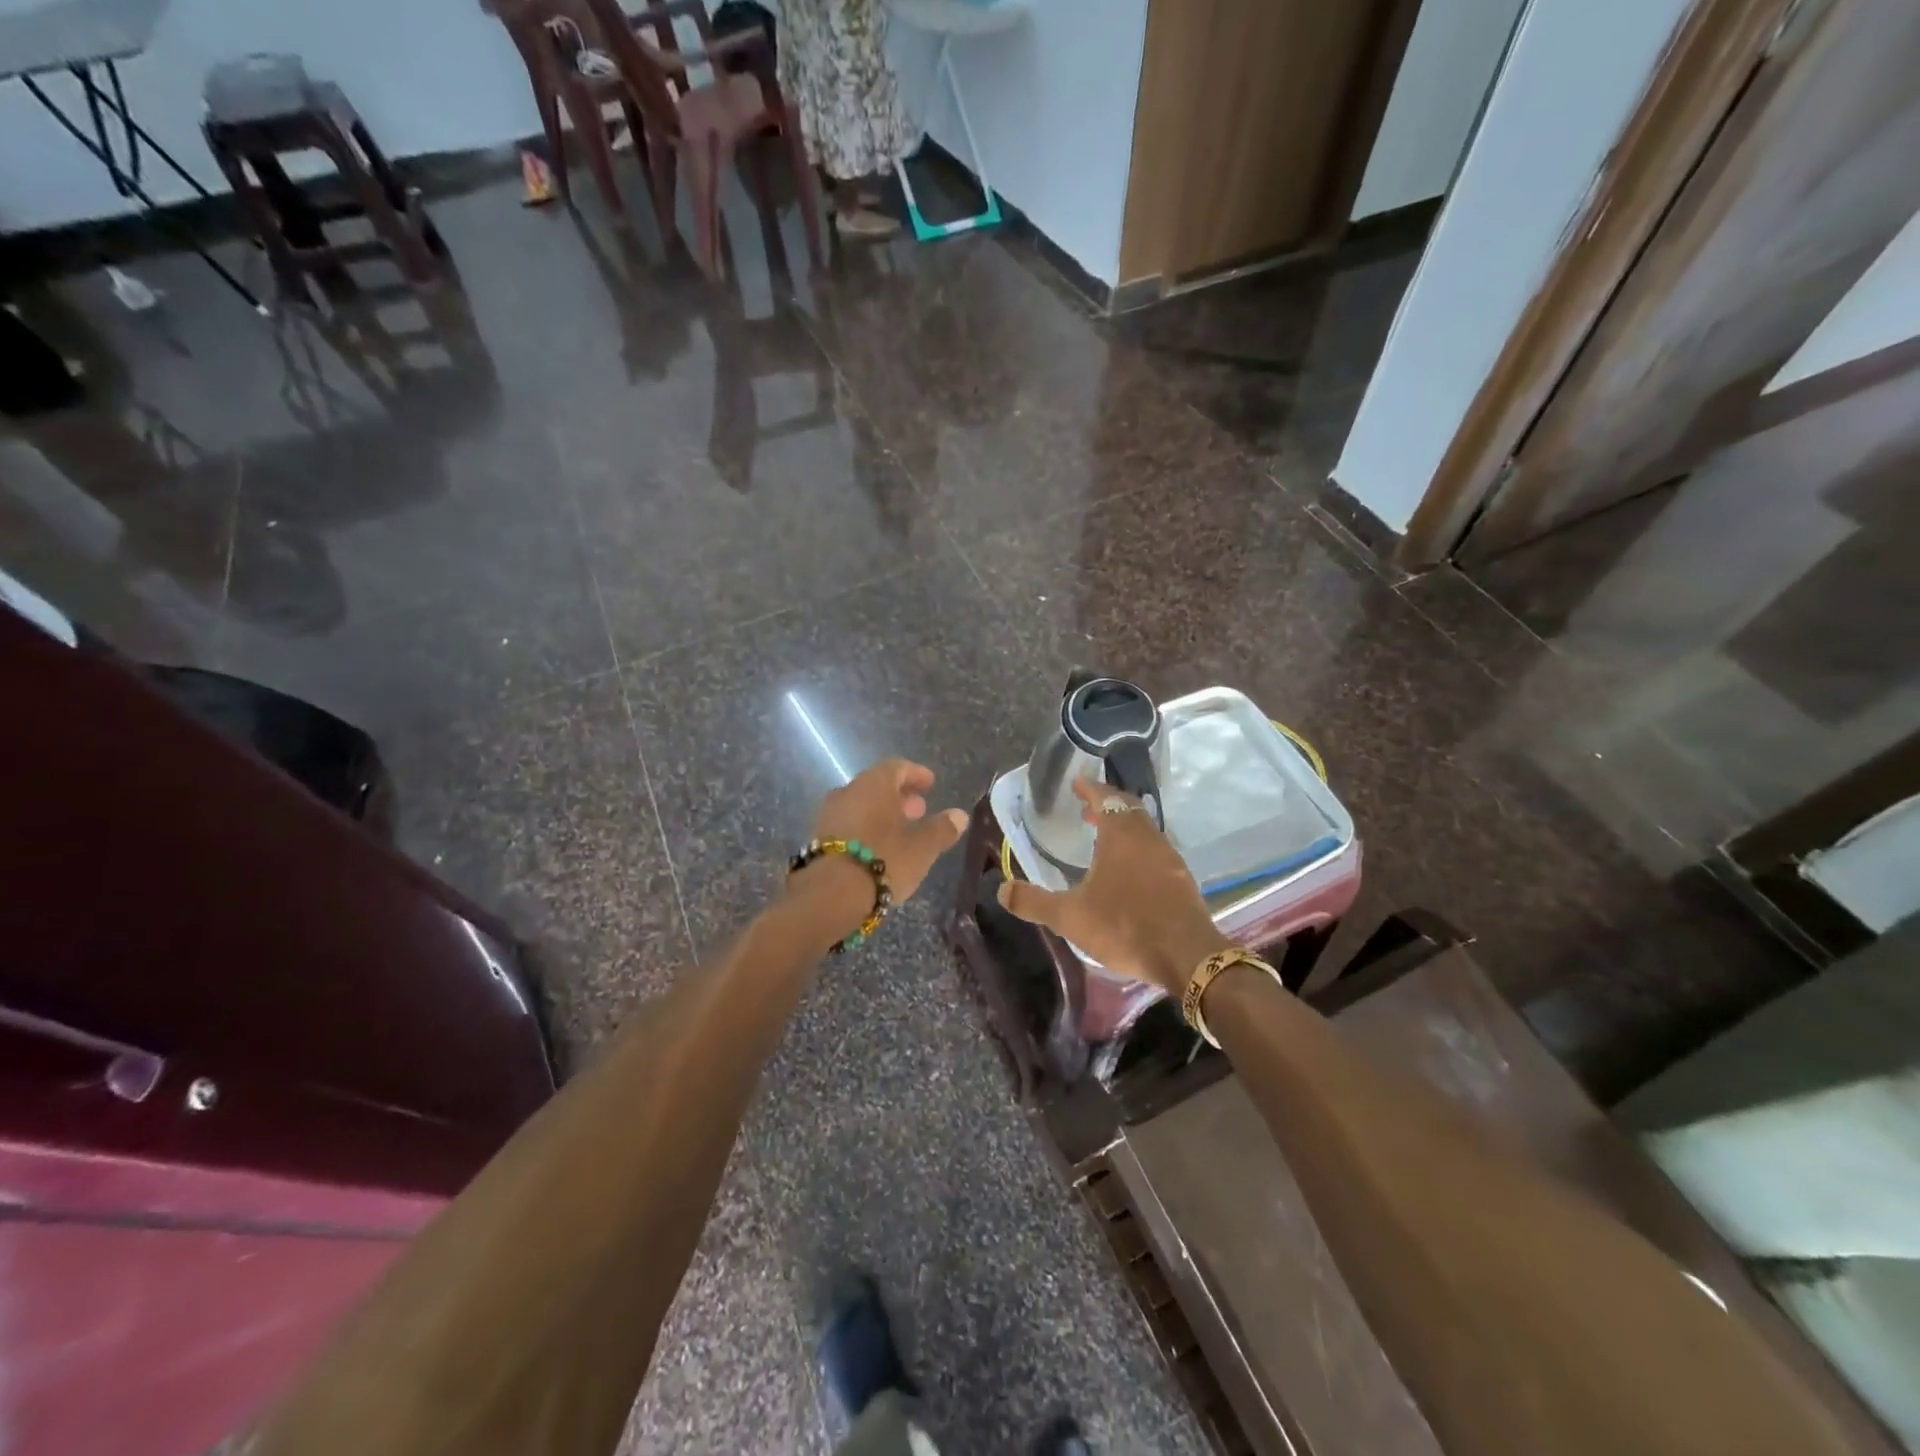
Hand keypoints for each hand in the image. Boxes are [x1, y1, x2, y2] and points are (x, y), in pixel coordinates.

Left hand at [786, 758, 969, 947]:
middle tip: (919, 810)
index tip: (930, 784)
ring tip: (901, 832)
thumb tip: (959, 815)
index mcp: (874, 784)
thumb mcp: (922, 848)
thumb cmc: (883, 861)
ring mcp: (828, 815)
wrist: (830, 895)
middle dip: (900, 796)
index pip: (897, 767)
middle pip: (876, 786)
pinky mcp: (818, 840)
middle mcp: (848, 792)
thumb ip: (942, 829)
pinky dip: (865, 829)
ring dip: (881, 815)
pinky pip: (848, 825)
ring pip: (860, 806)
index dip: (916, 774)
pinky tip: (877, 849)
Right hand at [997, 777, 1228, 995]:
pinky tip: (1129, 871)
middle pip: (1128, 808)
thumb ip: (1034, 902)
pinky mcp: (1182, 879)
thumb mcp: (1070, 917)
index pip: (1105, 797)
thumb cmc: (1125, 926)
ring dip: (1124, 826)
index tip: (1077, 782)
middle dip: (1107, 804)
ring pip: (1144, 829)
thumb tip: (1001, 889)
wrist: (1187, 956)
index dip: (1090, 788)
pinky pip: (1156, 850)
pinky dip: (1138, 847)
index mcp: (1120, 835)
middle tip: (1087, 809)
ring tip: (1104, 838)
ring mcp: (1169, 858)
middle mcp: (1147, 837)